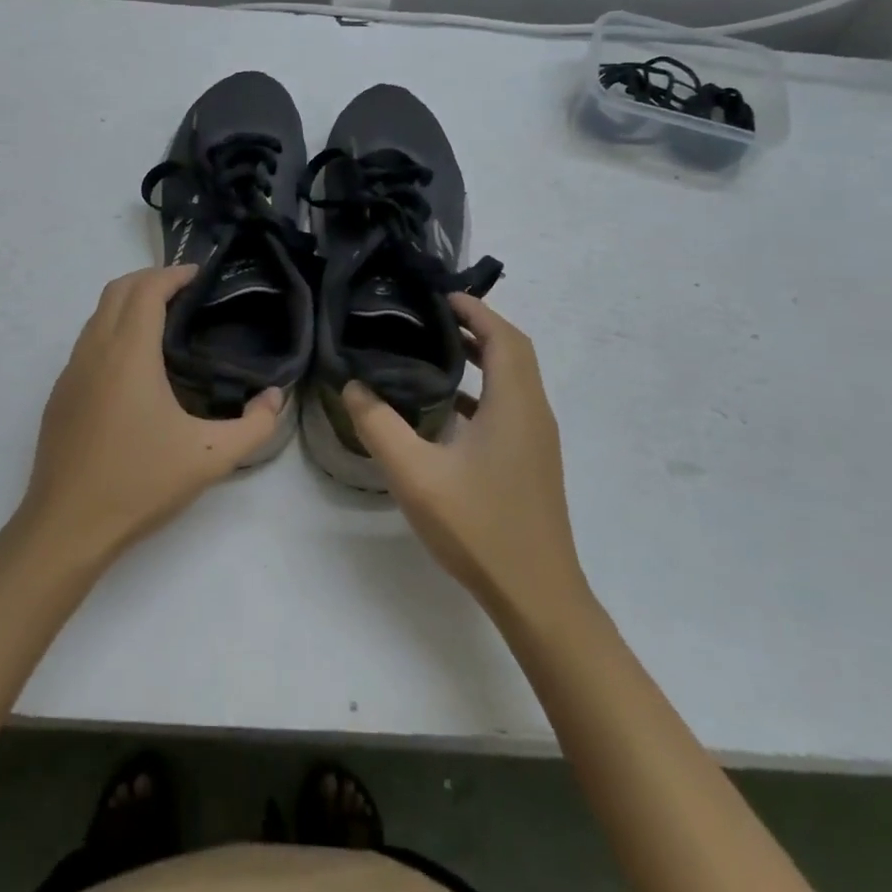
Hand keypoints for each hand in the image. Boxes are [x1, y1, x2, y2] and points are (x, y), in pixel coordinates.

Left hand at [18, 265, 283, 570]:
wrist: (66, 527)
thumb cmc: (139, 483)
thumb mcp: (210, 458)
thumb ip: (255, 426)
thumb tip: (276, 397)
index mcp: (128, 354)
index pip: (147, 290)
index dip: (173, 274)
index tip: (199, 274)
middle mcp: (94, 351)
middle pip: (117, 290)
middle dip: (150, 279)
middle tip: (185, 290)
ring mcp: (71, 373)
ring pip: (97, 315)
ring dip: (128, 303)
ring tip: (164, 319)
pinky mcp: (60, 395)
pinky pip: (87, 342)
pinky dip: (112, 330)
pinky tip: (135, 364)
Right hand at [343, 295, 583, 615]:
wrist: (536, 596)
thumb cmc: (480, 528)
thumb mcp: (416, 475)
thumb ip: (380, 425)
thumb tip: (354, 385)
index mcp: (514, 404)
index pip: (503, 336)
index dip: (475, 309)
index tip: (439, 296)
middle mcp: (533, 413)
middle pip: (512, 352)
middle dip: (476, 327)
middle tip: (430, 318)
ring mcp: (536, 440)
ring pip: (512, 381)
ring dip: (480, 359)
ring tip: (433, 351)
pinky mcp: (531, 462)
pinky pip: (508, 407)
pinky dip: (481, 392)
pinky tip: (444, 409)